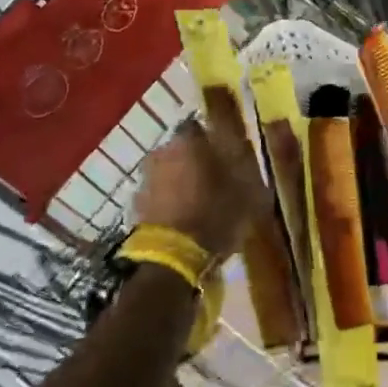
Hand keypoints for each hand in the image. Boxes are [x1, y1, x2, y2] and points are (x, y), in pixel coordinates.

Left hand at [133, 88, 270, 259]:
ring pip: (171, 172)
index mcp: (189, 140)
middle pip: (185, 149)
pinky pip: (161, 196)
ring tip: (203, 204)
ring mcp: (146, 178)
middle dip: (199, 161)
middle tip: (219, 181)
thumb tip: (250, 143)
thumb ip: (248, 163)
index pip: (202, 126)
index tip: (230, 155)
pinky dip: (172, 203)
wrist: (171, 259)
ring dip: (184, 182)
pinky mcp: (137, 206)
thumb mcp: (249, 190)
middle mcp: (163, 151)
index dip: (217, 140)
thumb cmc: (215, 215)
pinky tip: (187, 221)